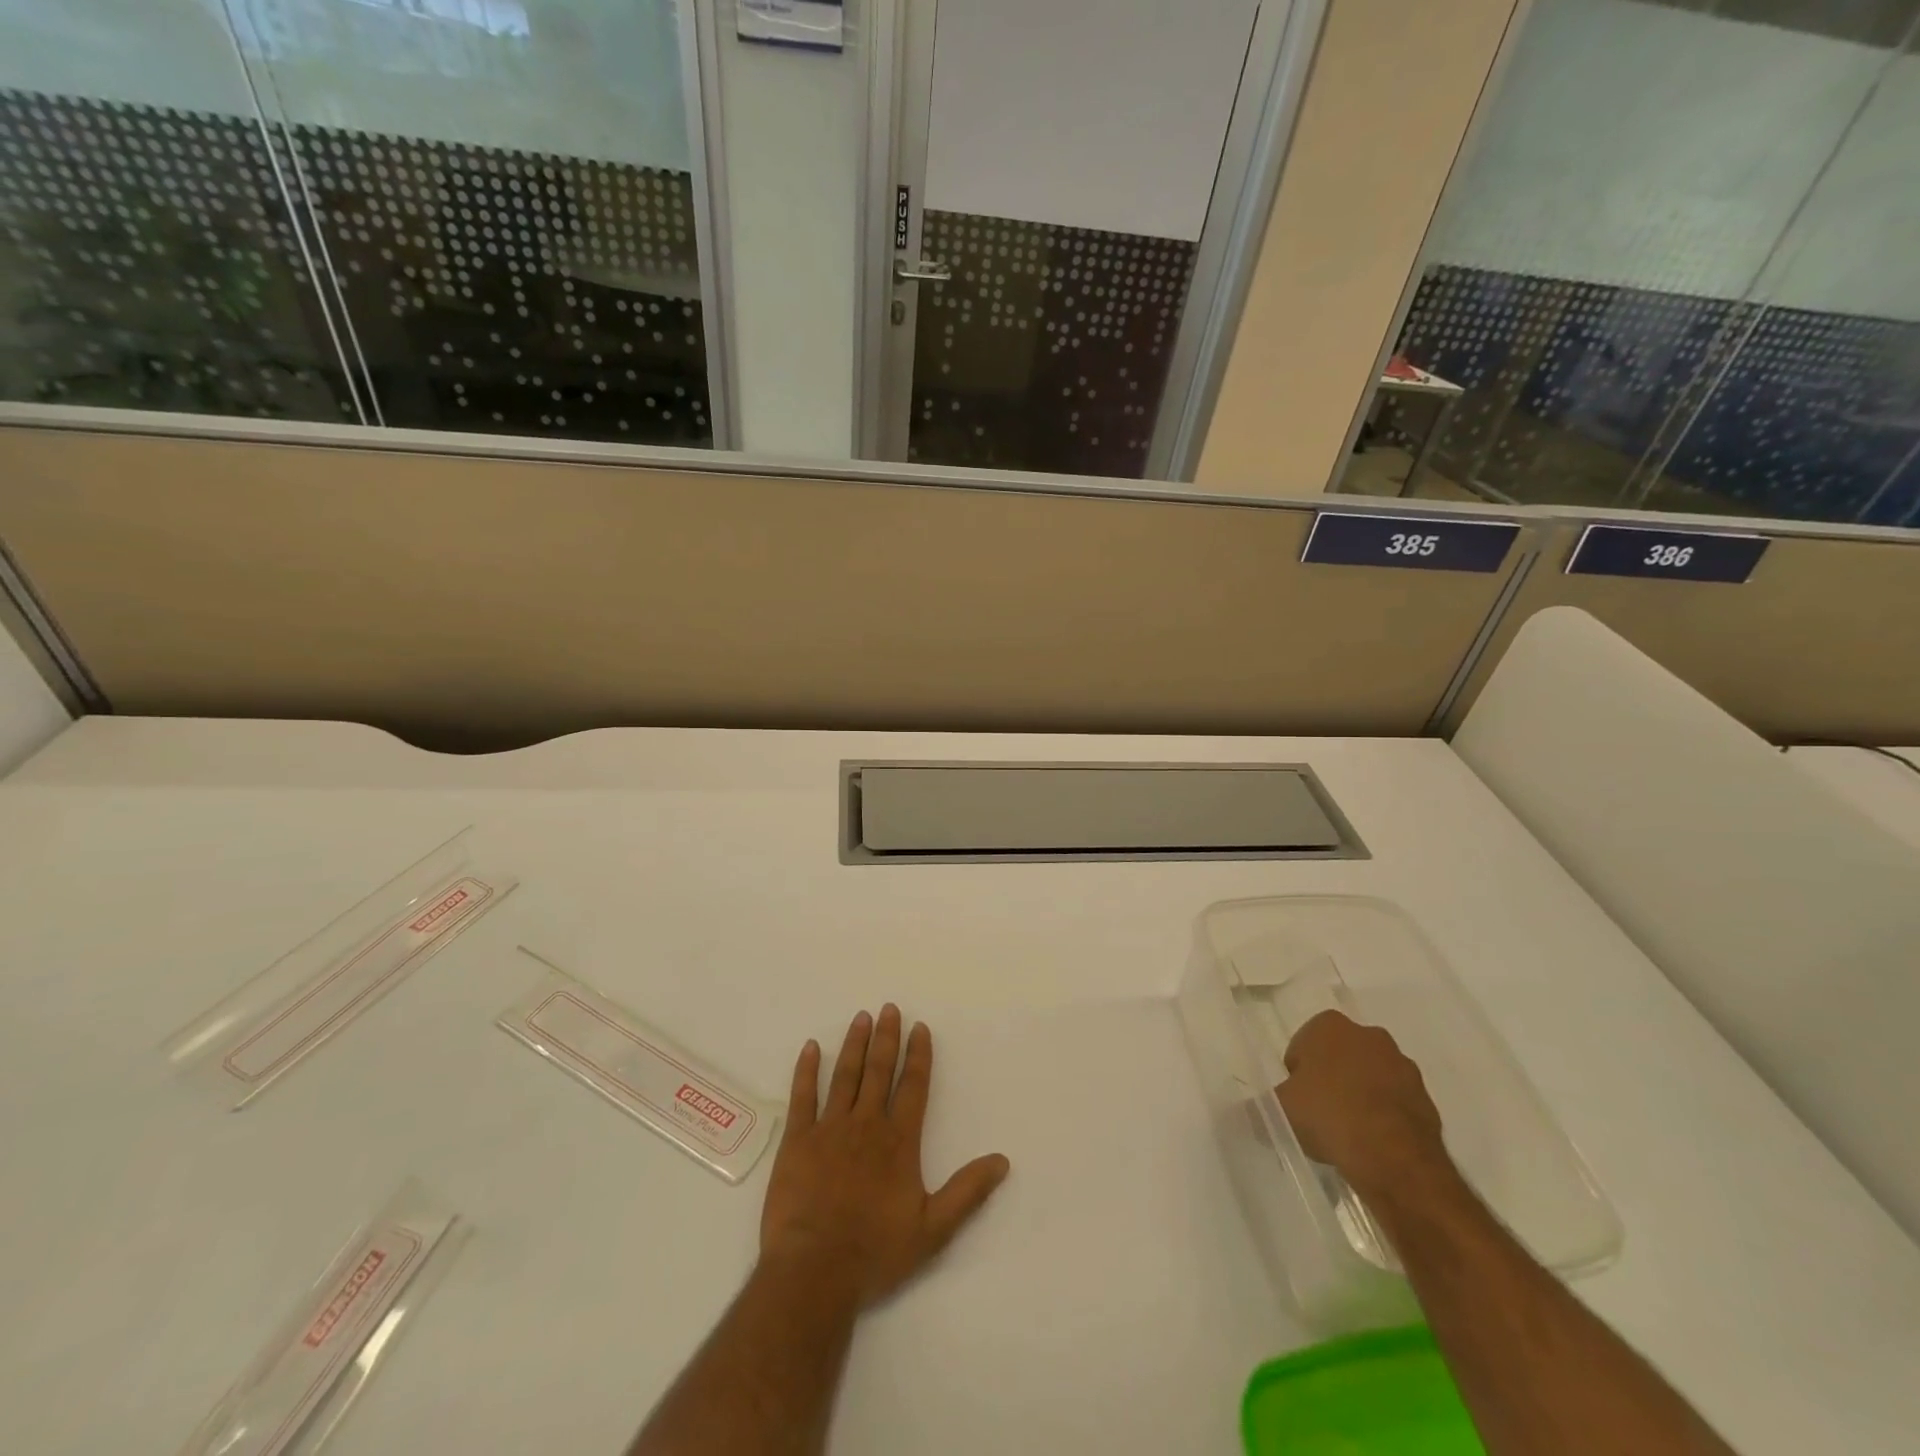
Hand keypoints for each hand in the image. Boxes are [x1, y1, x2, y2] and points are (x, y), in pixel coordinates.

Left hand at [760, 1005, 1010, 1309]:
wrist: (814, 1271)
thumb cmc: (875, 1252)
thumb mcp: (933, 1230)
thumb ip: (967, 1192)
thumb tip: (1002, 1161)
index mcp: (899, 1141)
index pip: (913, 1086)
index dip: (918, 1055)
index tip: (920, 1027)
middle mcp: (866, 1124)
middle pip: (878, 1071)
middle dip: (886, 1038)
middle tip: (889, 1008)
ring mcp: (829, 1129)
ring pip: (844, 1075)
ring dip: (854, 1044)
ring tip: (861, 1017)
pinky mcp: (797, 1141)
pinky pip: (803, 1096)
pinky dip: (806, 1070)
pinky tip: (810, 1047)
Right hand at [1275, 1011, 1447, 1197]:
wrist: (1395, 1160)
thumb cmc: (1328, 1116)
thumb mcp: (1278, 1110)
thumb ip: (1258, 1106)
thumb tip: (1238, 1111)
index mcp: (1330, 1025)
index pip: (1303, 1045)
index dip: (1297, 1074)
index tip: (1297, 1100)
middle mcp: (1369, 1035)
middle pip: (1339, 1057)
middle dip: (1331, 1080)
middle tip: (1320, 1114)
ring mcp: (1402, 1065)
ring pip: (1370, 1078)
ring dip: (1360, 1097)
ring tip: (1348, 1134)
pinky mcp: (1427, 1098)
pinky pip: (1395, 1103)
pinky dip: (1384, 1117)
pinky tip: (1372, 1144)